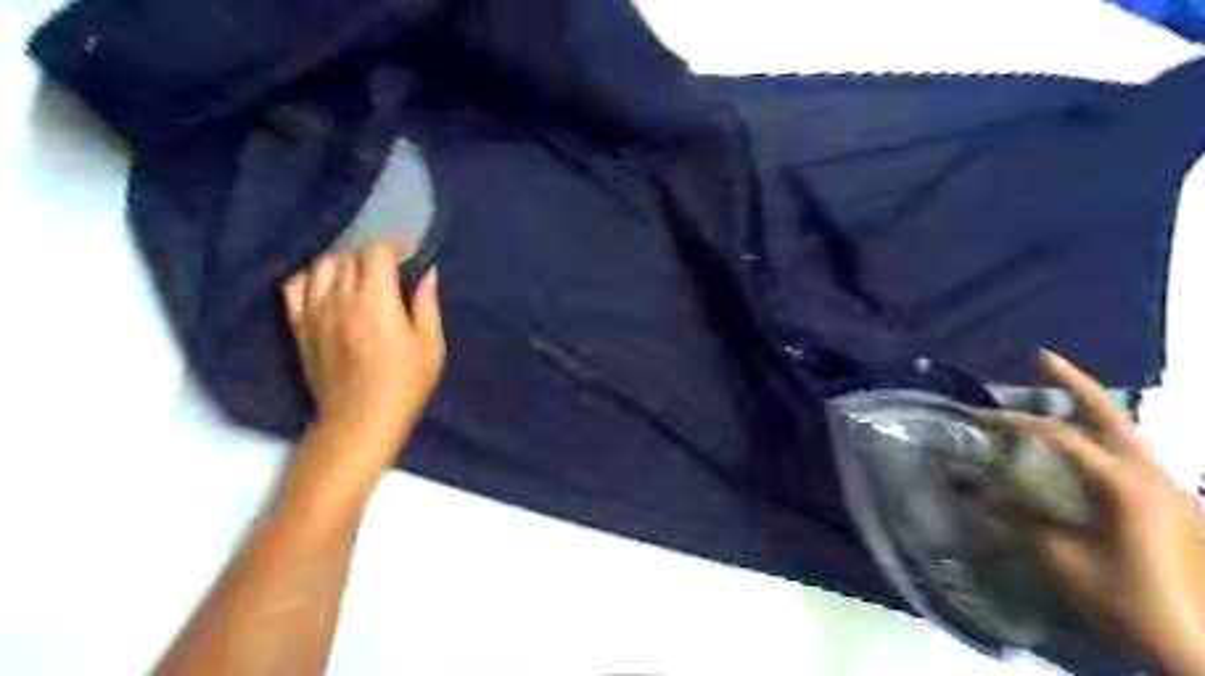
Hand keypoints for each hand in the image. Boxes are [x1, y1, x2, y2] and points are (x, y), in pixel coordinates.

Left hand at [286, 243, 444, 484]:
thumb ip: (427, 304)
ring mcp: (314, 311)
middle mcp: (341, 297)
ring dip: (342, 266)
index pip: (376, 251)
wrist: (360, 420)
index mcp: (376, 300)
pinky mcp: (298, 327)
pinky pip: (293, 287)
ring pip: (320, 267)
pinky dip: (309, 280)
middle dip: (372, 259)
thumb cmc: (405, 384)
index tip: (407, 256)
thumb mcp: (431, 346)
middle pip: (349, 256)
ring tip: (358, 281)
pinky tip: (325, 290)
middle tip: (390, 276)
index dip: (393, 247)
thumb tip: (428, 273)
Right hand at [982, 350, 1204, 672]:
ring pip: (1126, 434)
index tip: (979, 417)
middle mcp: (1153, 476)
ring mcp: (1169, 490)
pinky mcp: (1172, 505)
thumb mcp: (1062, 563)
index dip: (1015, 422)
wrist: (1203, 649)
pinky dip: (1101, 440)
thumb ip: (1017, 525)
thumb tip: (978, 500)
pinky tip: (1081, 448)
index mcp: (1125, 485)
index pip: (1060, 436)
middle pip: (1112, 416)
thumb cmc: (1132, 603)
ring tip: (1057, 392)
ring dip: (1090, 410)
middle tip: (1042, 357)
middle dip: (1075, 383)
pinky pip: (1131, 458)